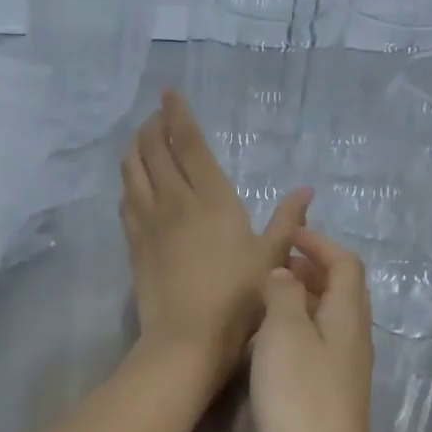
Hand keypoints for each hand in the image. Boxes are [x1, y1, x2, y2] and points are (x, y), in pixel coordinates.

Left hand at [120, 89, 309, 391]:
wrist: (186, 338)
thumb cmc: (237, 299)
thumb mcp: (272, 259)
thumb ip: (287, 221)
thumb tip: (305, 189)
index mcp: (212, 199)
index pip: (189, 144)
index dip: (178, 115)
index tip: (168, 93)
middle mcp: (175, 201)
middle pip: (155, 150)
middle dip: (154, 126)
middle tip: (156, 115)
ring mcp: (149, 222)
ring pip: (134, 171)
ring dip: (136, 148)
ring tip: (141, 138)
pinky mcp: (134, 244)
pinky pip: (126, 201)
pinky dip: (128, 182)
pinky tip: (131, 181)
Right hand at [249, 227, 380, 431]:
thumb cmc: (299, 397)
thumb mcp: (285, 335)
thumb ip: (283, 296)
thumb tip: (284, 275)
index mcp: (347, 317)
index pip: (346, 265)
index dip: (321, 244)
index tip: (289, 236)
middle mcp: (353, 338)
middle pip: (342, 290)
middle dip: (313, 268)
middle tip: (276, 263)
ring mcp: (344, 369)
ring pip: (329, 318)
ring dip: (304, 298)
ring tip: (268, 296)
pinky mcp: (330, 394)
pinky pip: (317, 344)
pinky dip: (297, 327)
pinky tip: (268, 341)